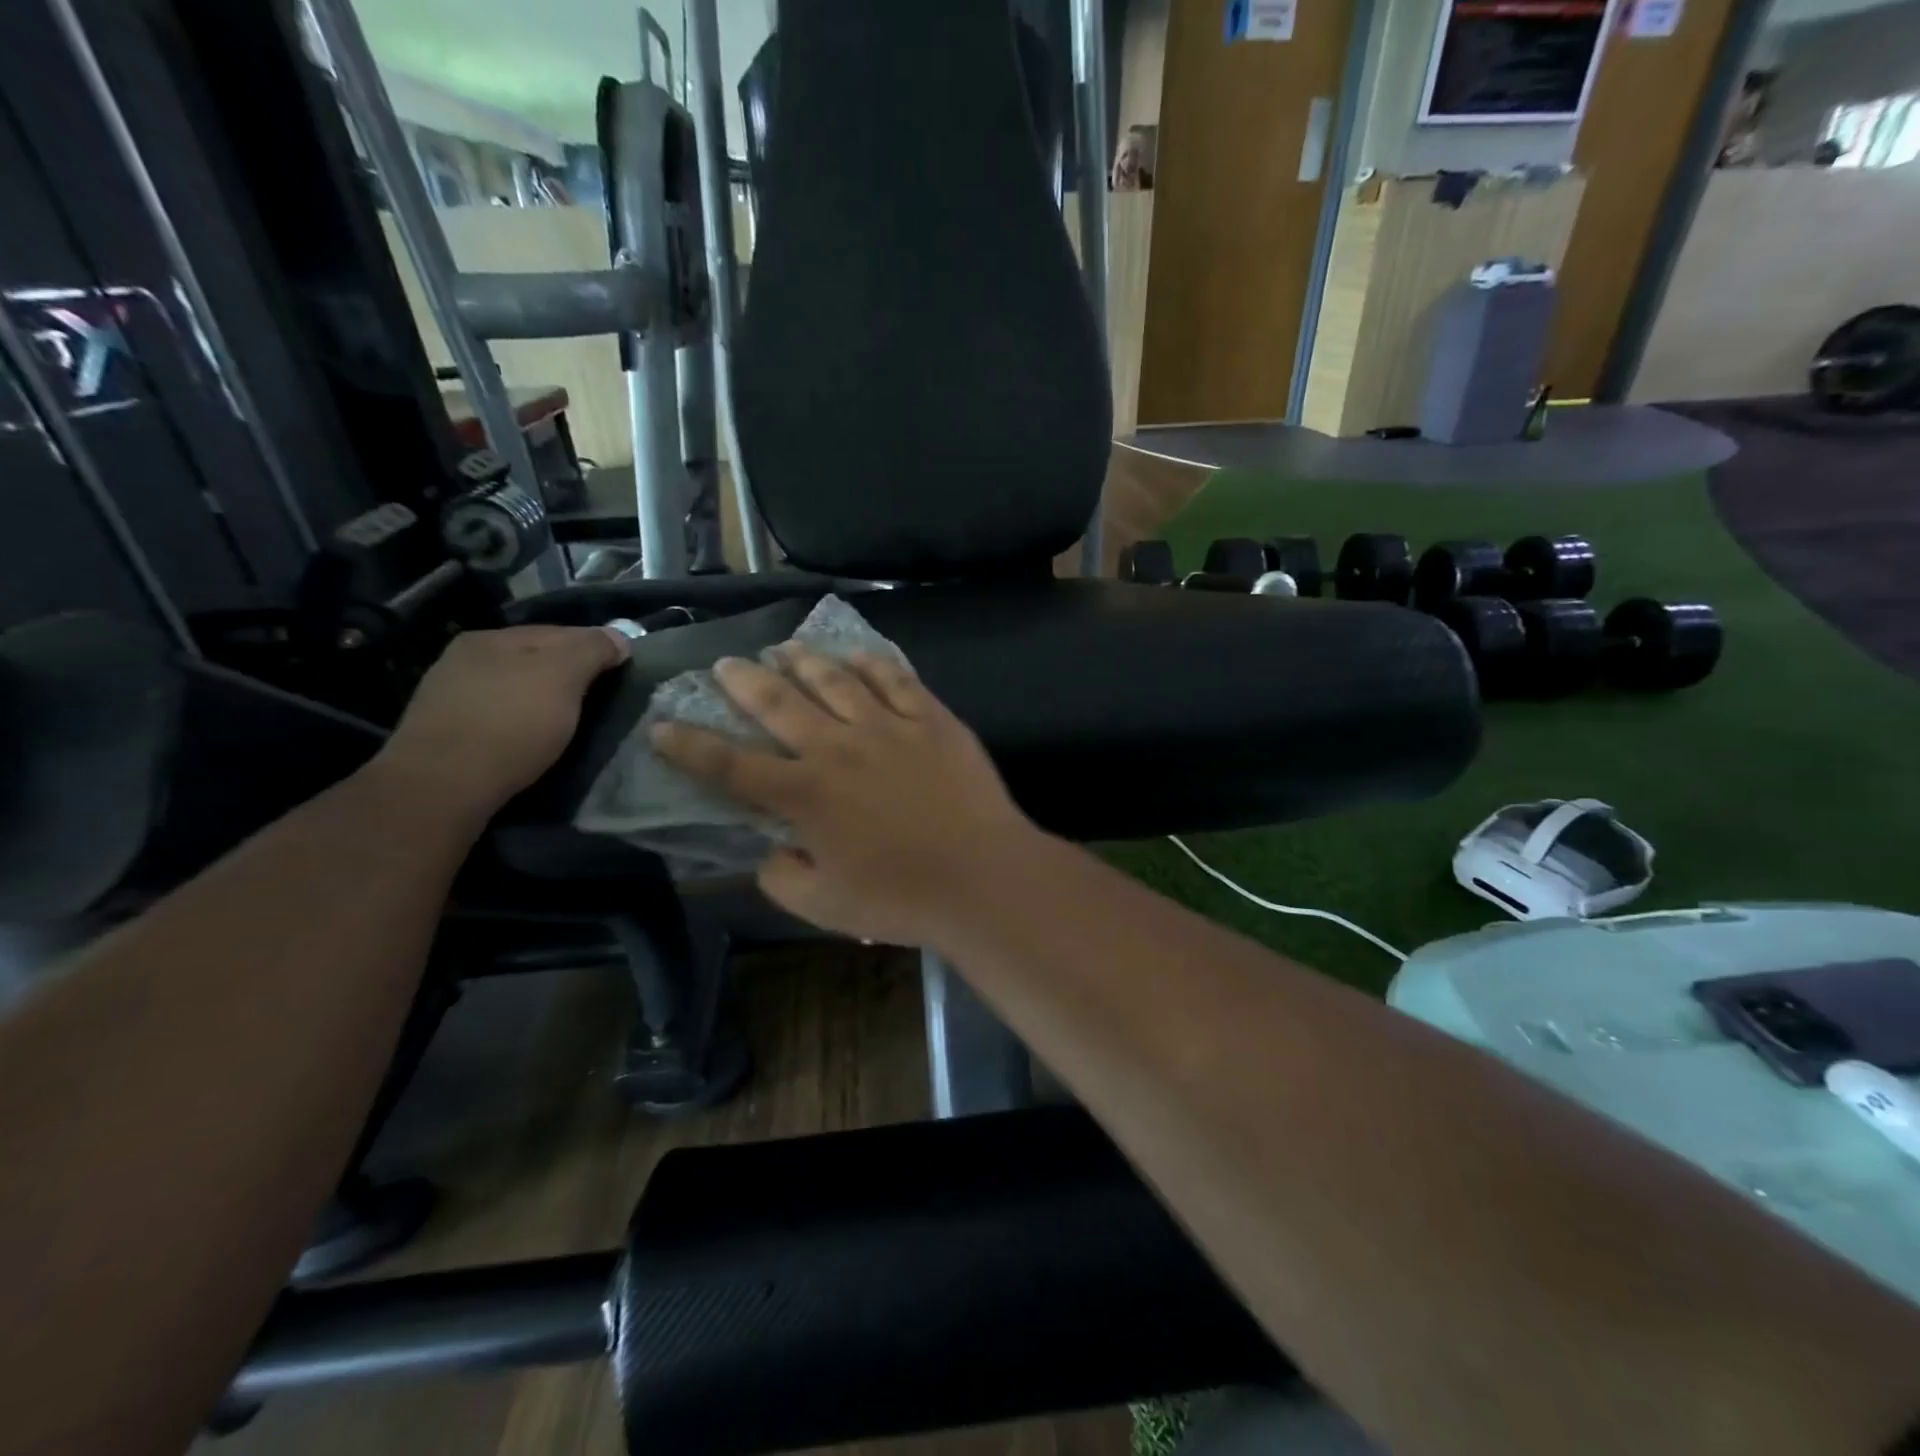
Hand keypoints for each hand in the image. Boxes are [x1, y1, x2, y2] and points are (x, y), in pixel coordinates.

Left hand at [374, 626, 627, 820]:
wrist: (442, 787)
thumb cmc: (510, 724)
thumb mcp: (562, 677)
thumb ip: (592, 650)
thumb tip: (619, 638)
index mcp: (491, 638)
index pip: (560, 632)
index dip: (597, 647)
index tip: (627, 670)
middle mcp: (466, 660)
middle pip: (535, 660)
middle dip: (570, 675)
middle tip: (604, 698)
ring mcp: (452, 697)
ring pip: (517, 689)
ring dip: (546, 701)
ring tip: (573, 723)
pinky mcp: (447, 735)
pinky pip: (500, 717)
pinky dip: (523, 724)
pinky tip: (535, 740)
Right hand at [651, 645, 1041, 947]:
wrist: (982, 876)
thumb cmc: (900, 897)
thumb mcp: (823, 906)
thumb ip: (782, 875)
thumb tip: (770, 847)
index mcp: (805, 795)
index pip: (731, 764)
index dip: (690, 745)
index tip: (663, 726)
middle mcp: (838, 747)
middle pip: (778, 704)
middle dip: (743, 682)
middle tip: (725, 665)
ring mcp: (888, 726)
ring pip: (835, 679)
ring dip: (803, 661)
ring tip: (784, 649)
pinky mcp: (932, 719)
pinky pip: (895, 679)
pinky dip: (871, 663)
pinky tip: (856, 655)